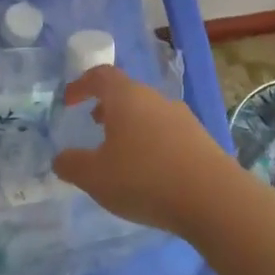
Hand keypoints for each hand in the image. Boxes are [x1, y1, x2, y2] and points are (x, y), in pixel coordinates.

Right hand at [51, 66, 245, 236]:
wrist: (213, 198)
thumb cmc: (144, 179)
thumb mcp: (95, 177)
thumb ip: (72, 165)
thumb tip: (61, 158)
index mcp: (126, 97)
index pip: (100, 76)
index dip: (81, 85)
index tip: (69, 101)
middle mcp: (155, 99)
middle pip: (126, 92)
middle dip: (107, 106)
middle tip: (93, 124)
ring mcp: (182, 117)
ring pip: (148, 112)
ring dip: (130, 125)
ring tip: (119, 151)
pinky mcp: (201, 139)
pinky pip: (167, 132)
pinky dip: (151, 142)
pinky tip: (149, 171)